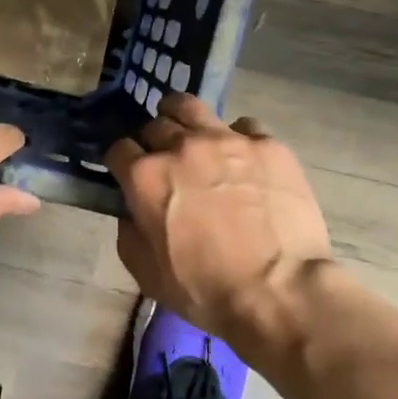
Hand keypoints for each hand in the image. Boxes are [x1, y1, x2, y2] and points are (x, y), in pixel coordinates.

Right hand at [105, 93, 331, 335]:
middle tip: (164, 160)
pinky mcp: (266, 144)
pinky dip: (236, 138)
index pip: (118, 148)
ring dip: (183, 117)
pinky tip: (242, 158)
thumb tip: (131, 211)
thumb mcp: (147, 274)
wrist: (280, 291)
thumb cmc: (206, 290)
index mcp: (146, 176)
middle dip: (153, 140)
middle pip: (155, 124)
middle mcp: (181, 146)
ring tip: (190, 132)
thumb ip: (129, 233)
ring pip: (191, 106)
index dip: (120, 161)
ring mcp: (226, 139)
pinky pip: (243, 126)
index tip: (127, 173)